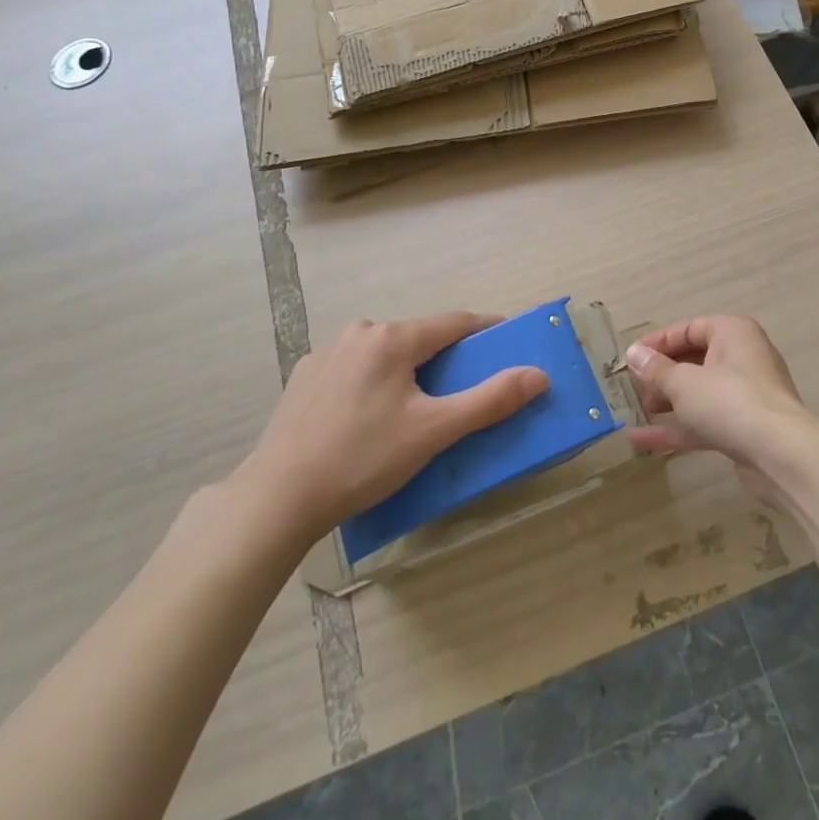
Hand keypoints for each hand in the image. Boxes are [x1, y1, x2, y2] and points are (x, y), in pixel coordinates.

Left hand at [229, 312, 548, 541]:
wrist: (279, 496)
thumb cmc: (364, 459)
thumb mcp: (434, 432)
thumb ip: (490, 400)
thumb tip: (539, 374)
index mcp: (394, 338)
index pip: (455, 323)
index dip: (486, 330)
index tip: (509, 342)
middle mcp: (361, 332)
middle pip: (419, 337)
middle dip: (445, 357)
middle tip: (462, 389)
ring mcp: (328, 352)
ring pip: (386, 352)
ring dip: (408, 370)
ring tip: (414, 409)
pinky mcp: (305, 376)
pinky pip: (355, 368)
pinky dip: (374, 382)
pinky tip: (367, 417)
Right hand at [622, 316, 814, 491]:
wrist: (782, 455)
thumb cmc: (730, 401)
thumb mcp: (683, 382)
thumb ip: (656, 369)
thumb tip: (634, 353)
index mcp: (732, 333)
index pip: (688, 329)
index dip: (657, 343)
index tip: (630, 358)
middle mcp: (742, 357)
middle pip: (693, 360)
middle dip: (661, 375)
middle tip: (632, 387)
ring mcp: (746, 395)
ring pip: (699, 393)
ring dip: (667, 402)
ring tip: (635, 411)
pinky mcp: (745, 428)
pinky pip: (705, 421)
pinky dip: (678, 428)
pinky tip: (642, 441)